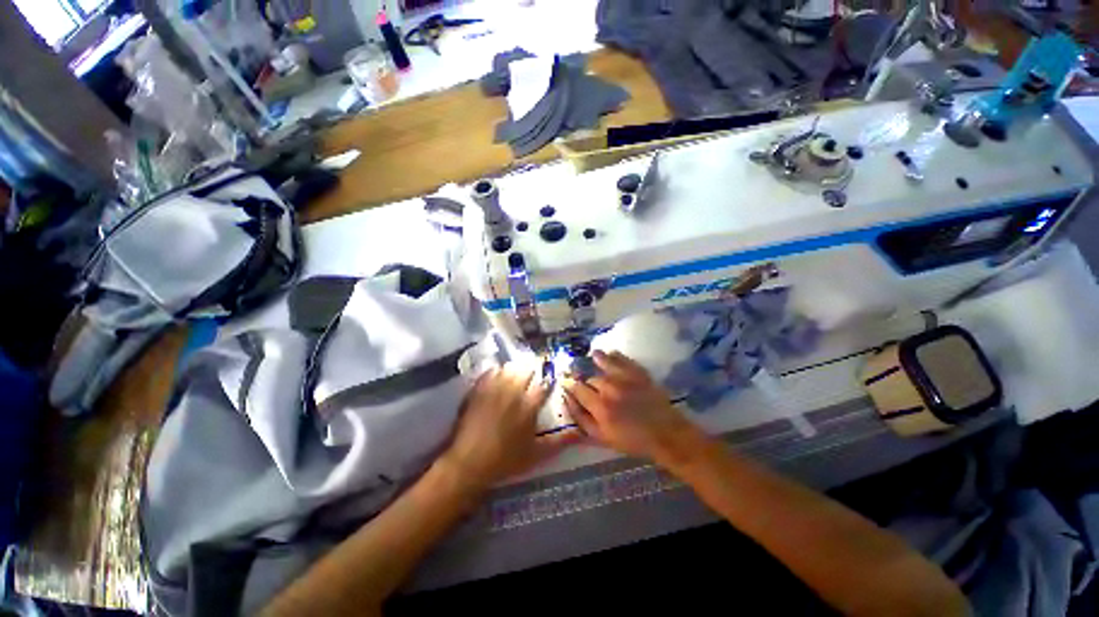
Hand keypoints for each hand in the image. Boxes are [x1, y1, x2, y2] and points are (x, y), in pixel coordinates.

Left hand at [439, 365, 579, 491]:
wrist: (468, 463)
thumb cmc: (505, 460)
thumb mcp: (536, 455)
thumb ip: (559, 442)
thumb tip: (580, 433)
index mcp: (529, 406)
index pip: (544, 386)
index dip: (549, 380)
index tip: (551, 379)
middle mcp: (513, 393)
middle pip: (526, 371)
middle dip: (532, 370)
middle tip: (533, 372)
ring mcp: (494, 389)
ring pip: (508, 368)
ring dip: (515, 368)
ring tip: (516, 371)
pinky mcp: (478, 391)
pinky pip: (489, 372)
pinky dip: (495, 371)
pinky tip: (496, 374)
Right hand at [562, 351, 704, 463]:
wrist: (665, 433)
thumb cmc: (632, 440)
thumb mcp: (602, 438)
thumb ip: (582, 419)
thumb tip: (567, 400)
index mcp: (599, 407)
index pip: (577, 389)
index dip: (569, 385)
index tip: (566, 382)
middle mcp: (609, 388)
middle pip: (590, 378)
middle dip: (585, 380)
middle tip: (584, 380)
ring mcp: (625, 377)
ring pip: (602, 362)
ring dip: (596, 361)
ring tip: (592, 357)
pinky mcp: (638, 372)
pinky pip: (621, 358)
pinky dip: (613, 355)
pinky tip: (609, 353)